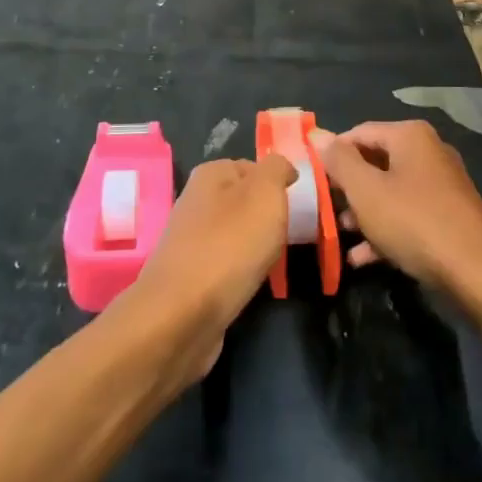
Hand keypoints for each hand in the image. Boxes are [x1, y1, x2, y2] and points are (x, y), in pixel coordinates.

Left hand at [123, 155, 295, 385]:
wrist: (183, 314)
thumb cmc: (230, 245)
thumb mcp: (265, 193)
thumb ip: (277, 169)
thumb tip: (282, 167)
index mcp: (211, 174)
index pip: (253, 167)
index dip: (277, 184)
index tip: (298, 206)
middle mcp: (196, 200)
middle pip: (244, 201)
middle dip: (268, 217)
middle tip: (290, 235)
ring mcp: (191, 238)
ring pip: (236, 233)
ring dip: (256, 246)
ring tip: (274, 261)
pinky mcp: (190, 274)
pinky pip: (226, 263)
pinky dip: (242, 271)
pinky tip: (251, 282)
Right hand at [312, 121, 481, 298]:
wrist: (478, 274)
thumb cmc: (415, 222)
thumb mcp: (367, 191)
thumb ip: (339, 161)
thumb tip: (318, 134)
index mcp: (410, 136)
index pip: (358, 133)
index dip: (332, 154)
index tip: (312, 179)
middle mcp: (428, 152)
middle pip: (375, 161)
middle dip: (348, 187)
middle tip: (324, 208)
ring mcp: (441, 184)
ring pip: (390, 191)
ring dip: (363, 212)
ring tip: (341, 235)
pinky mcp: (448, 215)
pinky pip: (407, 214)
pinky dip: (385, 229)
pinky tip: (362, 258)